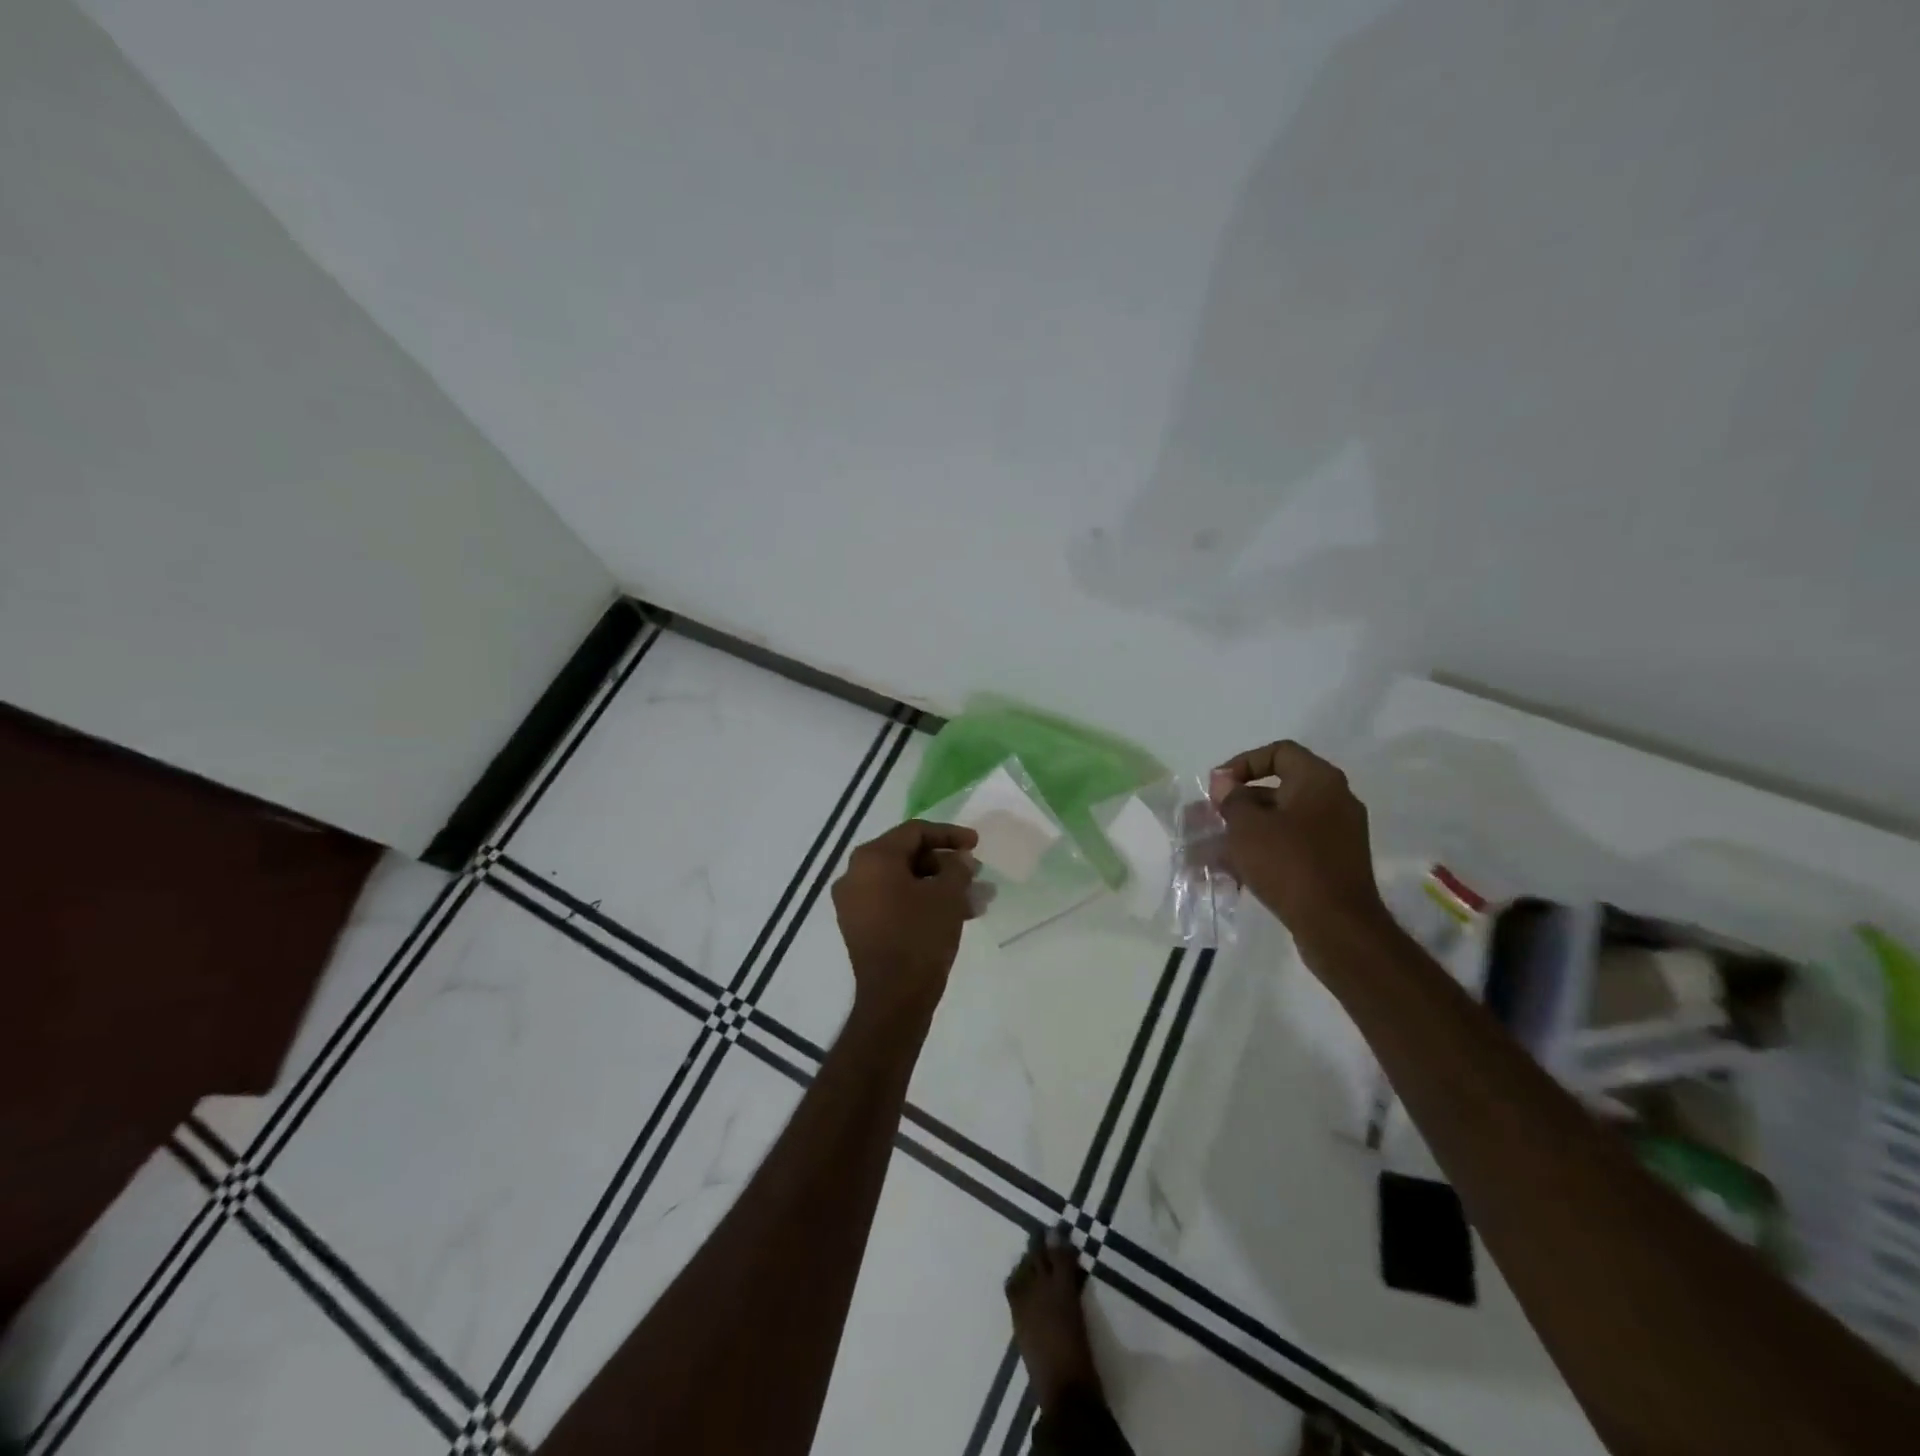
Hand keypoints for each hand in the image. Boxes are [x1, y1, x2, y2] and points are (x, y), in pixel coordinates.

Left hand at [832, 820, 979, 1026]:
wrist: (894, 998)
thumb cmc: (921, 936)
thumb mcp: (948, 895)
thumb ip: (957, 867)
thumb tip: (959, 858)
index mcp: (873, 858)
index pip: (915, 832)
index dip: (950, 834)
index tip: (977, 844)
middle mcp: (855, 874)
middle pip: (908, 855)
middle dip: (946, 864)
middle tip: (976, 874)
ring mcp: (853, 902)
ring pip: (904, 882)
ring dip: (939, 886)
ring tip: (975, 900)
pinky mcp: (859, 926)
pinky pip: (894, 902)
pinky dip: (922, 902)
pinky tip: (956, 915)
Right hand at [1210, 741, 1387, 940]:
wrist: (1337, 926)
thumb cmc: (1289, 863)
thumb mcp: (1247, 826)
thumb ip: (1231, 799)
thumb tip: (1224, 782)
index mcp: (1319, 781)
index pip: (1279, 752)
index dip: (1243, 763)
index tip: (1218, 786)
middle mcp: (1334, 801)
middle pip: (1278, 789)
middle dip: (1237, 803)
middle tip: (1209, 818)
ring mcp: (1336, 834)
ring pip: (1280, 822)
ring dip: (1244, 831)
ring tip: (1209, 849)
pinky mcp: (1332, 864)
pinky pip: (1291, 847)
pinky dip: (1262, 852)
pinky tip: (1232, 871)